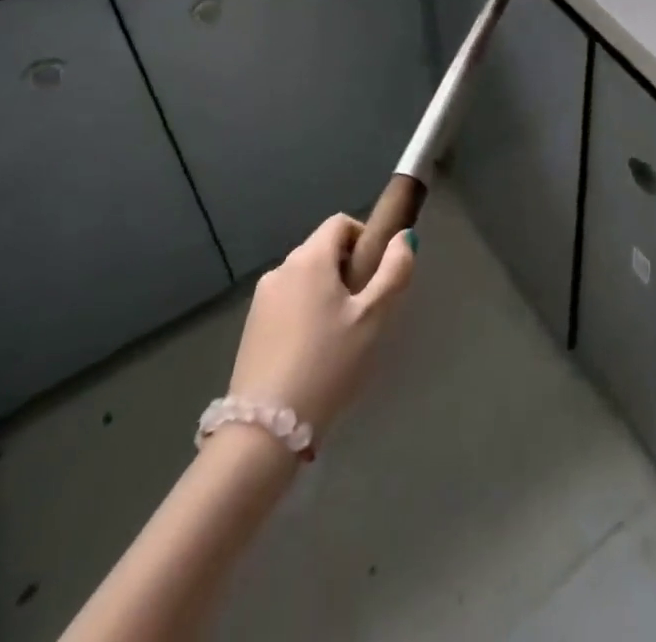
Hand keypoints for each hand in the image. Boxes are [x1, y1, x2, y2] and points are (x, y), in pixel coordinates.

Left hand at [228, 213, 414, 441]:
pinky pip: (287, 302)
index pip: (340, 223)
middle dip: (347, 269)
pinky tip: (313, 352)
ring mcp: (261, 299)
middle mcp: (281, 269)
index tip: (376, 275)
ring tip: (340, 336)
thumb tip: (404, 237)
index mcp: (309, 258)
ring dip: (326, 292)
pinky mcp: (251, 327)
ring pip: (304, 278)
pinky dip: (305, 312)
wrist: (264, 430)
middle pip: (322, 250)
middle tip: (364, 310)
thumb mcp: (373, 318)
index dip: (364, 238)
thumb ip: (394, 271)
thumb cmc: (328, 364)